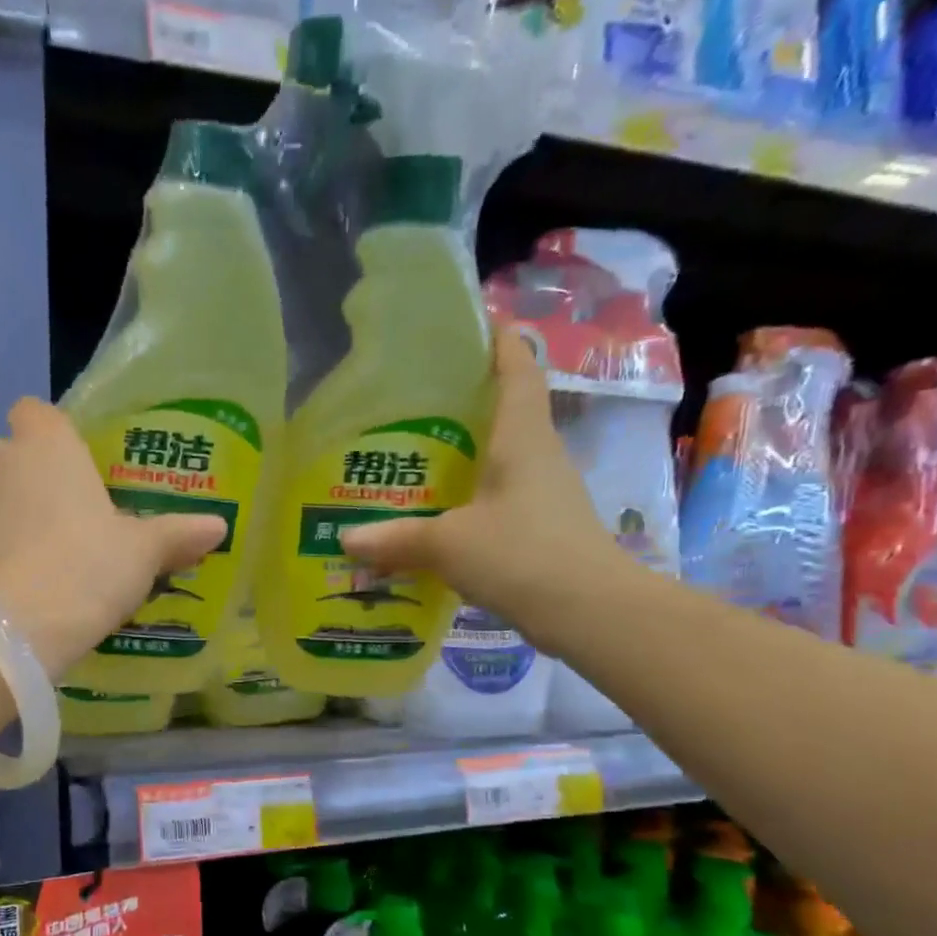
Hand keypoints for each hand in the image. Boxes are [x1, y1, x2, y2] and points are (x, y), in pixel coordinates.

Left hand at [0, 397, 227, 675]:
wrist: (19, 625)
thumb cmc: (88, 566)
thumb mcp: (144, 552)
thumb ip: (178, 534)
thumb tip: (218, 527)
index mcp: (48, 445)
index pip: (37, 410)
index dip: (55, 430)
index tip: (79, 461)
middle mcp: (3, 463)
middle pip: (18, 454)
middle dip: (41, 475)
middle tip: (79, 511)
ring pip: (0, 496)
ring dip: (21, 513)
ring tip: (56, 552)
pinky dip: (4, 549)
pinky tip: (31, 580)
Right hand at [340, 326, 626, 647]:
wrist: (591, 612)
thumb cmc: (522, 555)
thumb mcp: (449, 544)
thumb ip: (396, 539)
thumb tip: (345, 538)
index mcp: (522, 436)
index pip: (517, 366)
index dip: (497, 339)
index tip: (466, 323)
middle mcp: (537, 454)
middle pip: (503, 409)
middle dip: (462, 399)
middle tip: (407, 401)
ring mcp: (542, 491)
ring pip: (498, 456)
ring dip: (462, 452)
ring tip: (410, 457)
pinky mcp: (539, 526)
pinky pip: (496, 495)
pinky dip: (466, 494)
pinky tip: (433, 513)